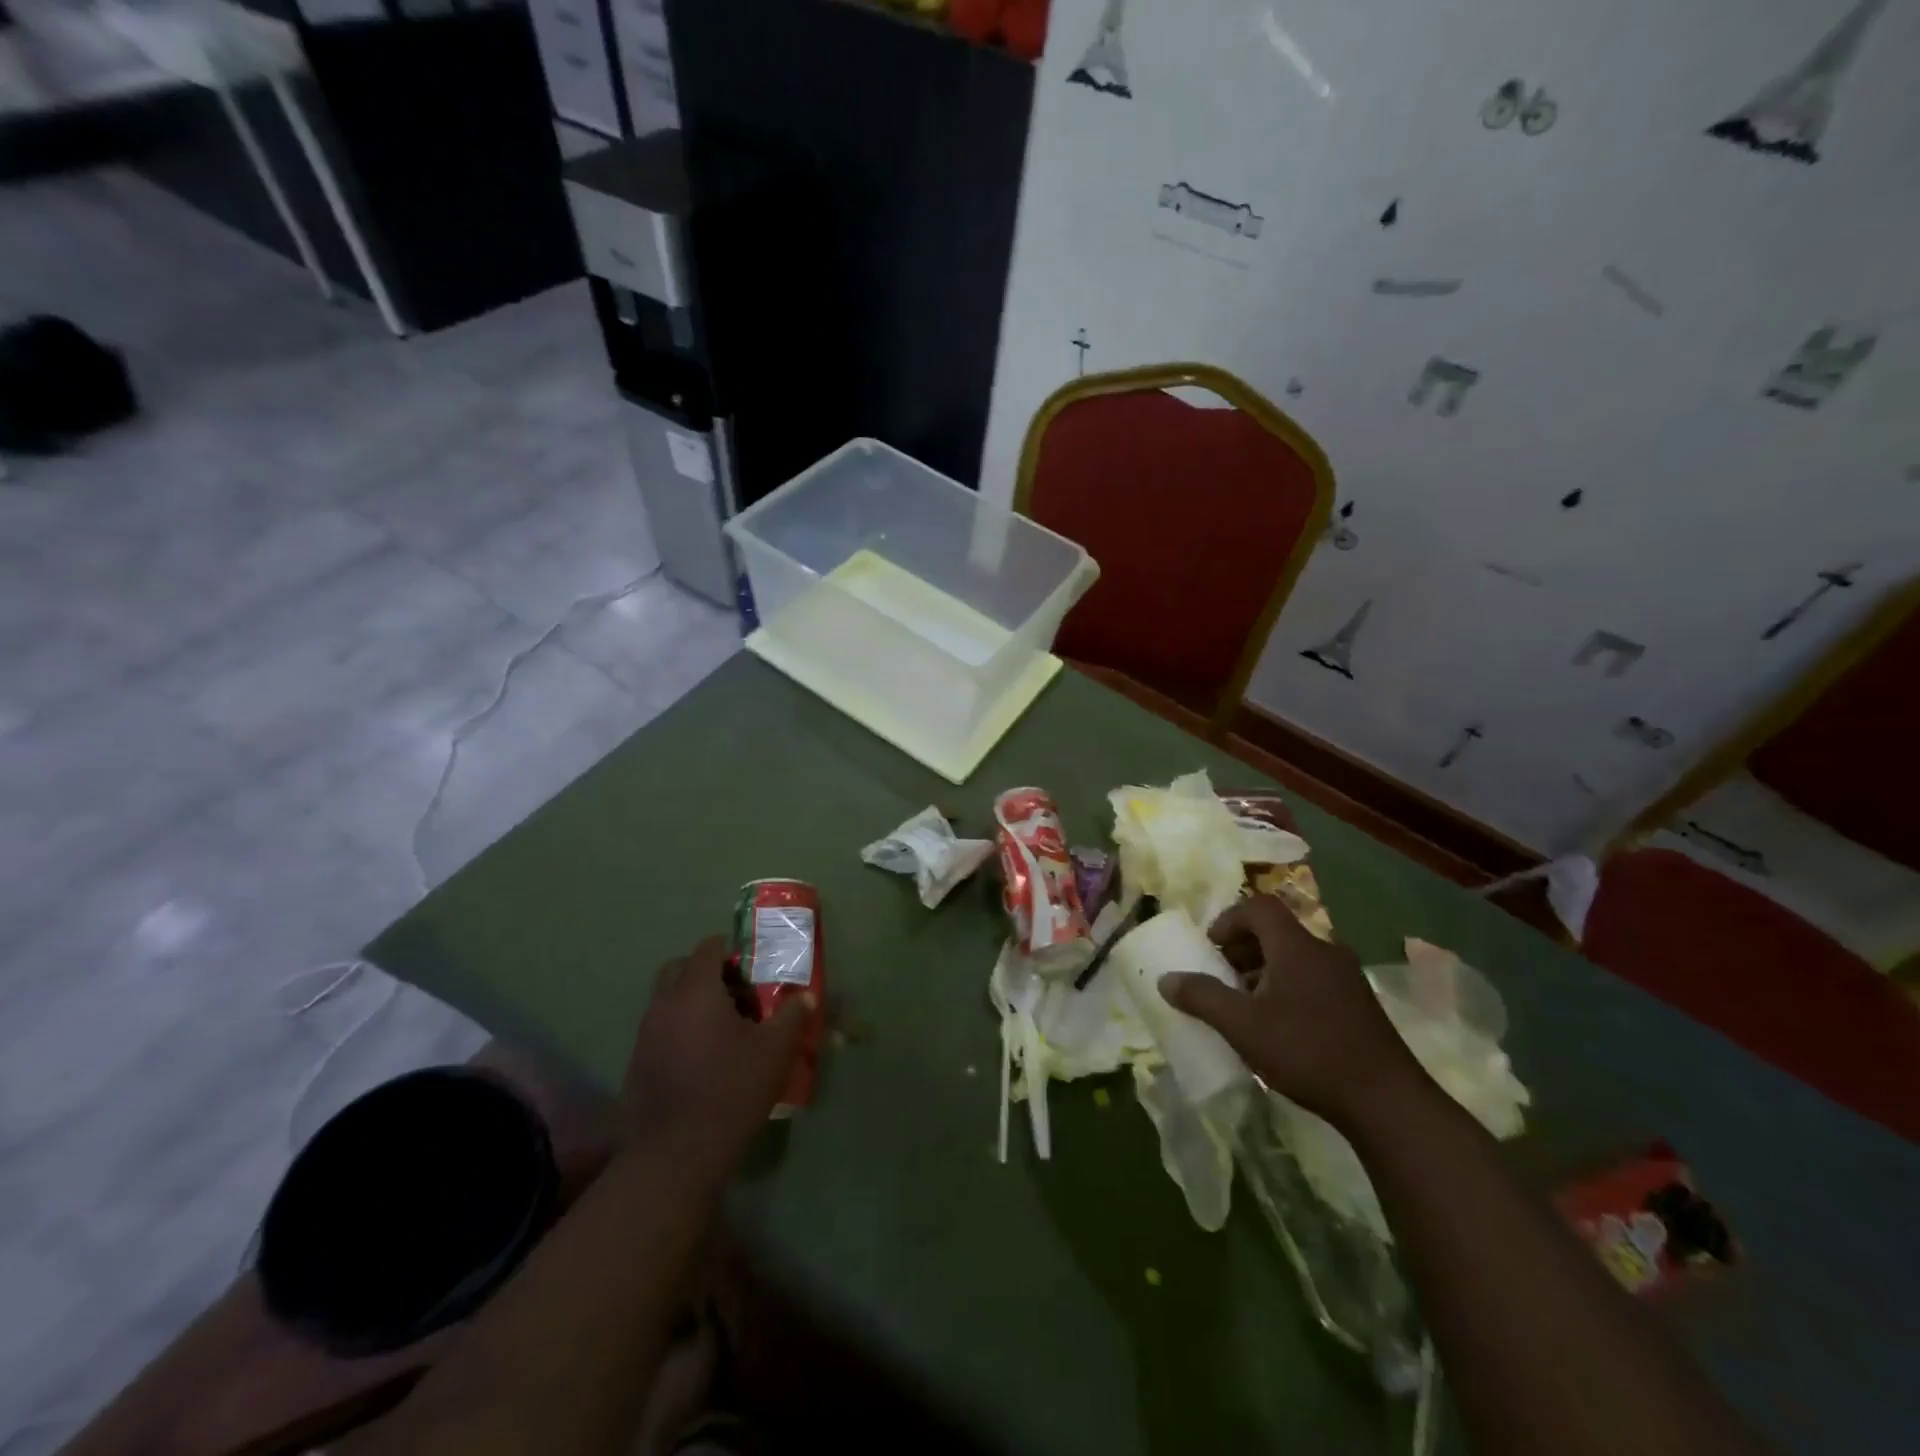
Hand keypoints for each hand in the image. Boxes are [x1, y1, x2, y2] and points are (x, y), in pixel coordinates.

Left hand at [622, 937, 812, 1168]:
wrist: (676, 1154)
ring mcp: (645, 1034)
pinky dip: (679, 1030)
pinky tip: (702, 1059)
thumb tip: (806, 997)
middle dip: (706, 972)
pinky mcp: (636, 1064)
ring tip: (724, 1029)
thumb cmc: (731, 1090)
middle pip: (679, 969)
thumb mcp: (776, 1051)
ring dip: (692, 1002)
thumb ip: (793, 1016)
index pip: (708, 948)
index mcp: (696, 991)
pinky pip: (660, 1030)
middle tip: (736, 994)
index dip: (732, 951)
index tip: (753, 968)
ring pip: (667, 1000)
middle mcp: (664, 1004)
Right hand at [1158, 895, 1425, 1127]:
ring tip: (1247, 1003)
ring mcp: (1347, 977)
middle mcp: (1324, 950)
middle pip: (1277, 930)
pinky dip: (1288, 985)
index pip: (1259, 907)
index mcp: (1296, 946)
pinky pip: (1314, 977)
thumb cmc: (1307, 1052)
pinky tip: (1280, 1025)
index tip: (1211, 948)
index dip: (1229, 920)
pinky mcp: (1359, 1003)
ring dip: (1265, 968)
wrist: (1387, 1101)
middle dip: (1243, 947)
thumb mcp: (1243, 1026)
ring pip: (1296, 955)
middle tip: (1223, 975)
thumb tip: (1166, 980)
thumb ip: (1202, 998)